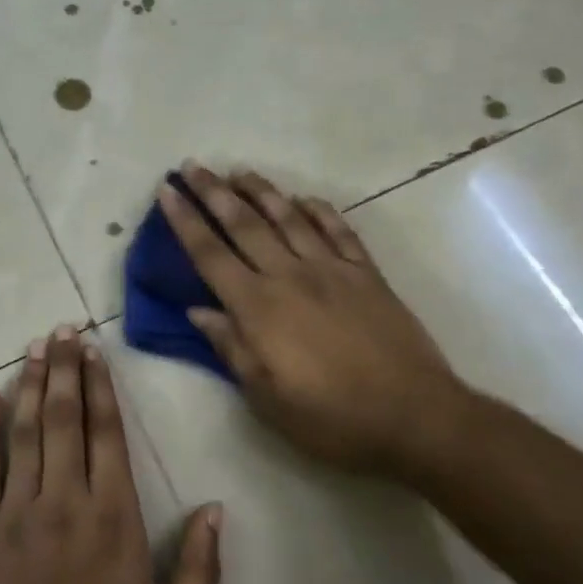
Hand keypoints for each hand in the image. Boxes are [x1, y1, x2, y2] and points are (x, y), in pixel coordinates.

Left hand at [0, 328, 222, 583]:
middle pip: (62, 416)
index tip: (93, 350)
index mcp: (112, 516)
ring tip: (32, 347)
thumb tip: (216, 508)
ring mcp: (16, 510)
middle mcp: (64, 498)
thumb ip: (200, 569)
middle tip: (60, 328)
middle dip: (62, 367)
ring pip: (23, 431)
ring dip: (27, 384)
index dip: (99, 385)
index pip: (105, 431)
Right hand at [158, 164, 475, 480]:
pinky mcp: (367, 274)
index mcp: (259, 308)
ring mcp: (332, 270)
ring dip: (262, 192)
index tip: (168, 191)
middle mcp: (290, 276)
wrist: (414, 417)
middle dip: (214, 193)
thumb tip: (197, 311)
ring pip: (289, 219)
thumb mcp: (267, 398)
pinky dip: (320, 211)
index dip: (185, 221)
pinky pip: (339, 231)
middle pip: (244, 225)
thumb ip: (231, 348)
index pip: (210, 255)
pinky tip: (305, 199)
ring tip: (240, 172)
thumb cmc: (331, 418)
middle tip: (193, 166)